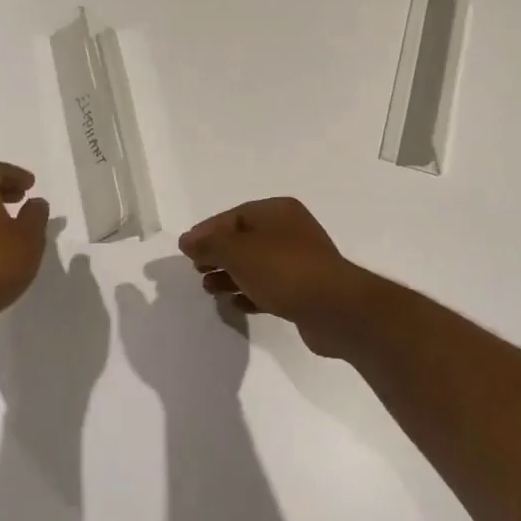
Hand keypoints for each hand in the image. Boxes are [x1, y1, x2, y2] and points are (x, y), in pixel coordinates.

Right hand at [178, 197, 373, 357]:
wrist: (334, 308)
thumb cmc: (283, 270)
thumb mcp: (237, 252)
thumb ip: (209, 244)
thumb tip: (187, 241)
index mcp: (278, 211)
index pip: (234, 216)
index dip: (207, 231)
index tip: (186, 251)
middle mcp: (291, 231)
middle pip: (244, 240)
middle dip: (218, 255)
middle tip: (197, 270)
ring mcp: (300, 261)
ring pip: (256, 265)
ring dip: (230, 276)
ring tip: (210, 290)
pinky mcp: (304, 290)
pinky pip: (270, 287)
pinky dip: (250, 293)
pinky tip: (235, 305)